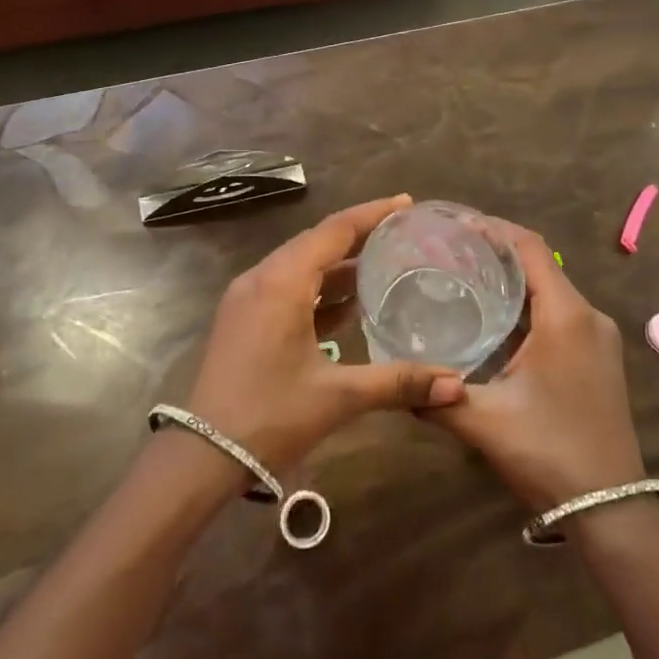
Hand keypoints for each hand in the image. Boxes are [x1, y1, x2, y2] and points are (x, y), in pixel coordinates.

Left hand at [187, 196, 464, 477]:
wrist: (202, 455)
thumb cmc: (271, 416)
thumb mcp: (338, 396)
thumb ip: (398, 383)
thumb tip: (457, 386)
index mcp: (283, 281)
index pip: (335, 230)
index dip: (372, 214)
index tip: (405, 203)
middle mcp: (262, 277)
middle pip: (317, 241)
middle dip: (359, 235)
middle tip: (400, 231)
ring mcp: (247, 297)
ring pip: (300, 264)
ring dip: (338, 264)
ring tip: (382, 264)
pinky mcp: (243, 317)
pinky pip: (287, 286)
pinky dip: (318, 288)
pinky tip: (347, 305)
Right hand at [429, 224, 646, 510]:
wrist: (612, 510)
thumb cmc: (549, 452)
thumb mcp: (485, 422)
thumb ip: (437, 397)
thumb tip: (397, 382)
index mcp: (566, 315)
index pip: (530, 248)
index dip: (495, 229)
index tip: (456, 225)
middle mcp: (588, 316)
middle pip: (541, 265)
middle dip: (498, 253)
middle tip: (451, 252)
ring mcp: (599, 338)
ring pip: (551, 290)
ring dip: (514, 281)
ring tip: (467, 278)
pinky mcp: (599, 358)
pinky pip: (561, 314)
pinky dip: (529, 305)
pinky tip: (497, 321)